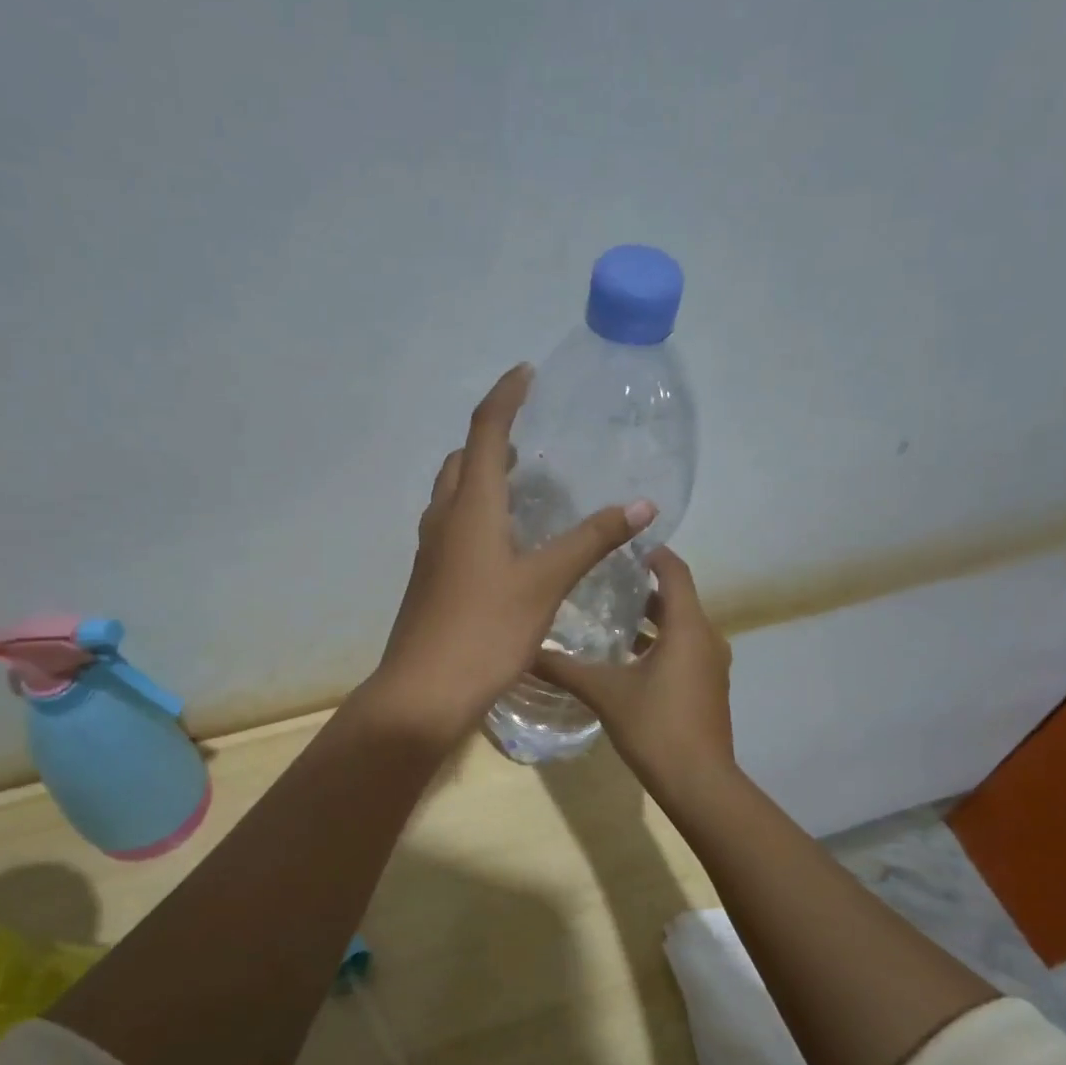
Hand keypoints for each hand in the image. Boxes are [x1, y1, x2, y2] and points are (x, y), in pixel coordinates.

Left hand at [364, 364, 655, 745]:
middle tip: (527, 437)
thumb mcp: (545, 583)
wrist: (424, 692)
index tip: (526, 373)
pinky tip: (504, 542)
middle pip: (461, 461)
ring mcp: (431, 552)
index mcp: (470, 508)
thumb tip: (641, 505)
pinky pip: (452, 527)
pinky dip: (476, 513)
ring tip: (519, 483)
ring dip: (480, 477)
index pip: (484, 432)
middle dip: (490, 438)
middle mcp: (443, 520)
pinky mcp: (430, 580)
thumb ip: (591, 541)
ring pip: (452, 495)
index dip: (505, 397)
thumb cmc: (485, 631)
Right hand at [534, 546, 734, 793]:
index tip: (621, 545)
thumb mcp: (604, 692)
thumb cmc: (655, 726)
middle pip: (676, 599)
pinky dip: (659, 644)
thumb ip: (565, 668)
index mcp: (687, 627)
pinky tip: (625, 659)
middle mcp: (706, 638)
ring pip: (680, 628)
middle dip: (642, 588)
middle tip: (602, 579)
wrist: (699, 782)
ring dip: (649, 620)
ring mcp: (711, 665)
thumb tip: (524, 651)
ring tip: (607, 616)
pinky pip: (684, 650)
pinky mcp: (707, 687)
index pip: (675, 572)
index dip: (652, 554)